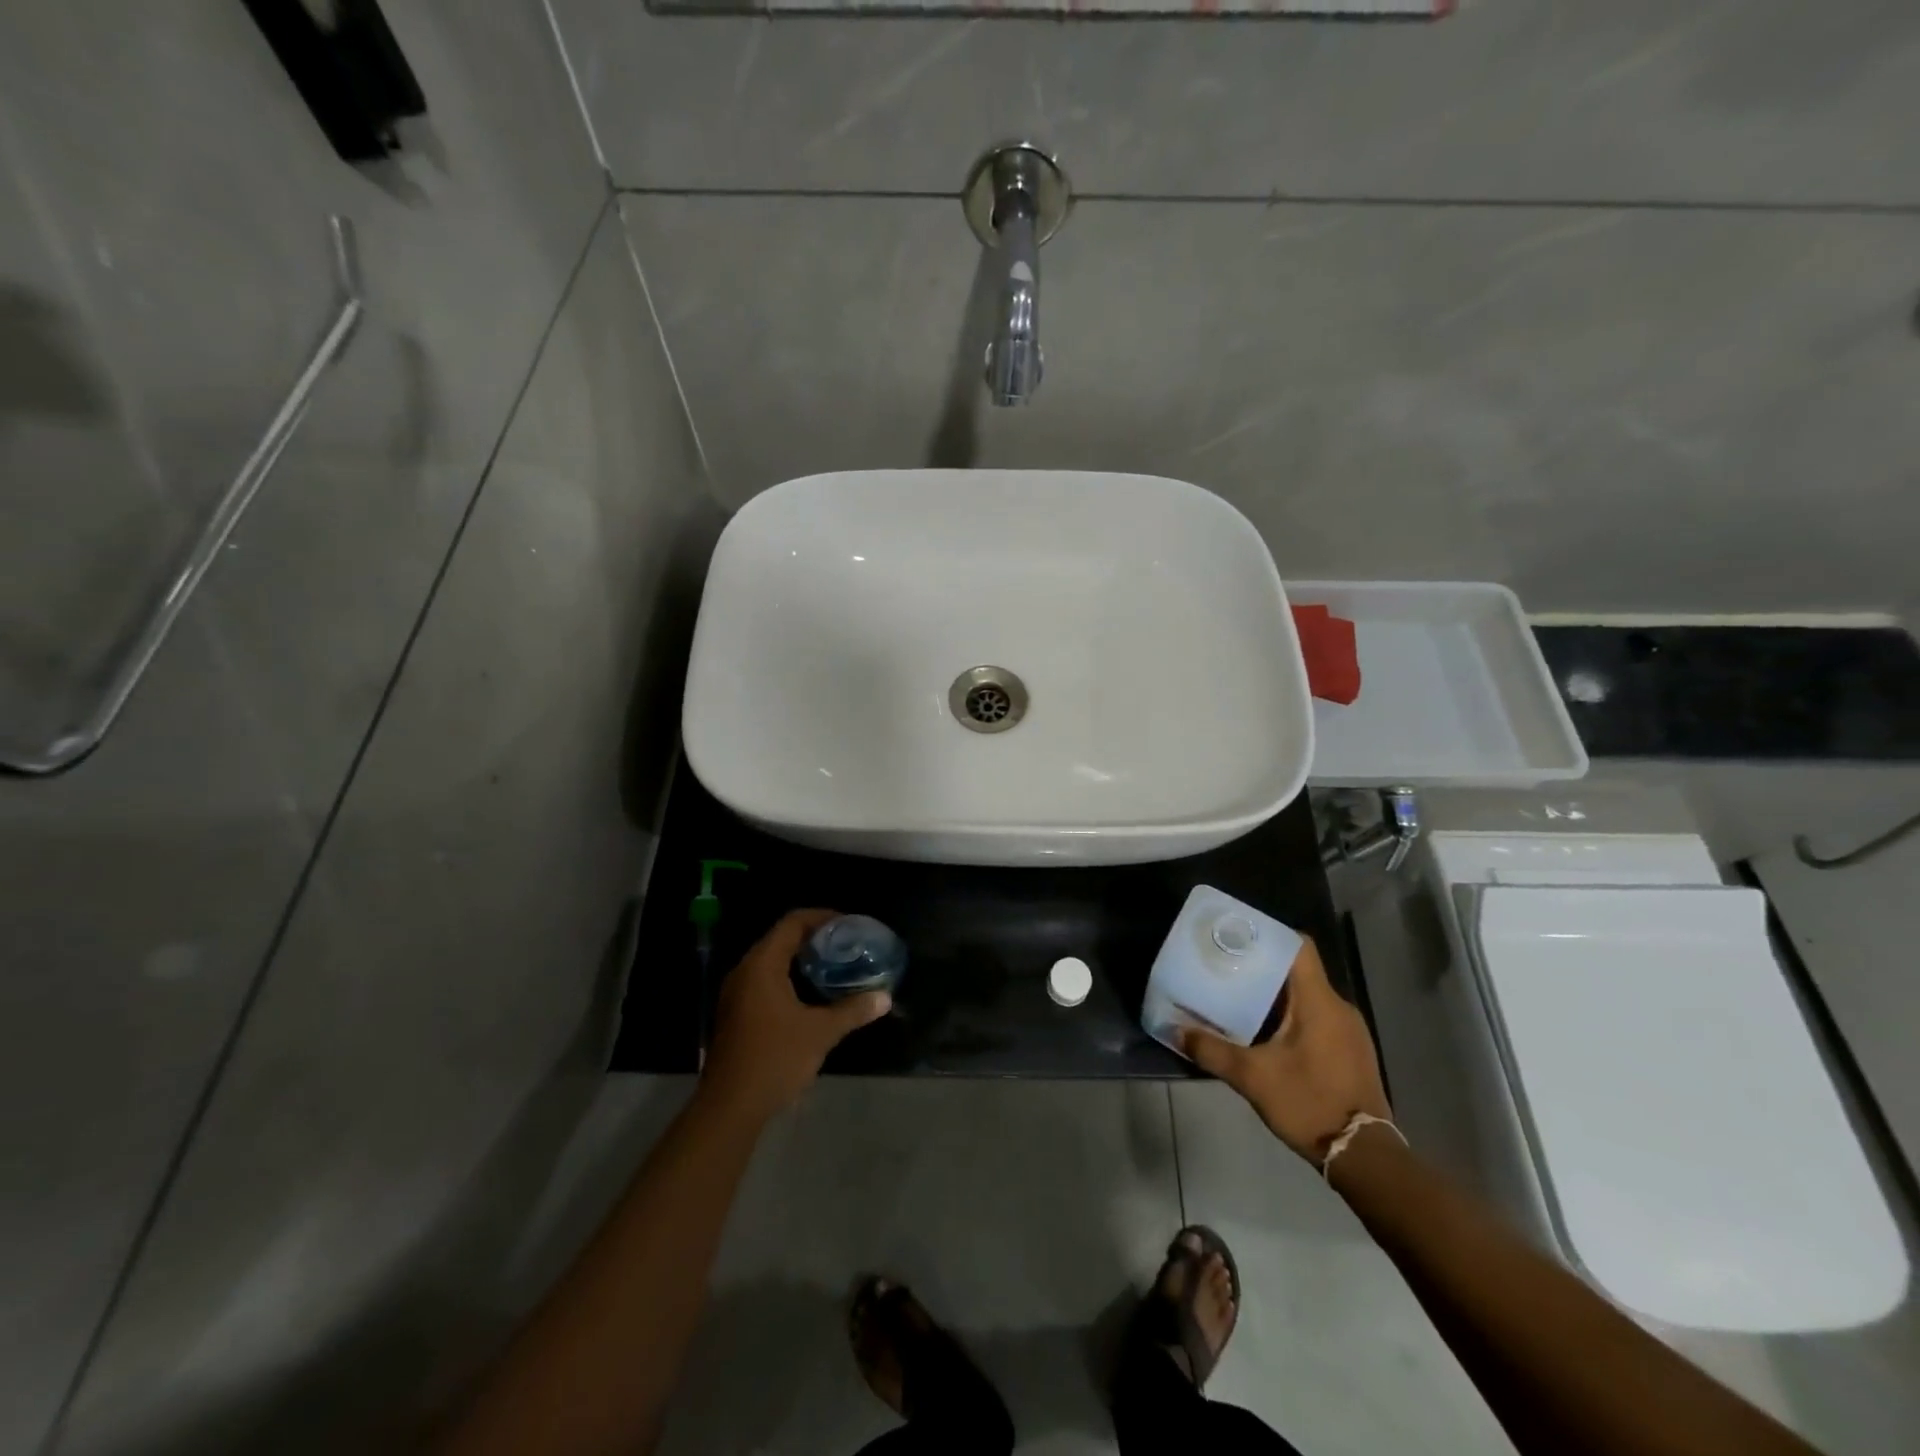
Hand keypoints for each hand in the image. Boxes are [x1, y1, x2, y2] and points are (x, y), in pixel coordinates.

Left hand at [702, 909, 890, 1122]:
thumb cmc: (774, 1059)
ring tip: (834, 966)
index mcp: (762, 965)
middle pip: (781, 938)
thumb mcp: (820, 1033)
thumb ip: (852, 1010)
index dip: (822, 917)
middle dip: (814, 938)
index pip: (792, 923)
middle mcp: (745, 971)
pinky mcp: (736, 1013)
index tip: (849, 924)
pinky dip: (789, 977)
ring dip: (801, 959)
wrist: (729, 1108)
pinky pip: (765, 980)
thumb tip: (885, 997)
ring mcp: (737, 993)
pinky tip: (811, 995)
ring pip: (772, 961)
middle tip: (846, 945)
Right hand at [1181, 936, 1390, 1164]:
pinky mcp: (1351, 1052)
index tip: (1237, 937)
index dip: (1268, 935)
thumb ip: (1211, 1051)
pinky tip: (1267, 1034)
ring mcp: (1349, 1031)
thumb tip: (1175, 1031)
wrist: (1365, 1157)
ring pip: (1307, 997)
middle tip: (1226, 969)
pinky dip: (1291, 1017)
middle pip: (1298, 971)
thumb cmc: (1310, 1103)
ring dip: (1276, 995)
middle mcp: (1339, 1007)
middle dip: (1262, 967)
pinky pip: (1317, 1018)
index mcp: (1319, 1001)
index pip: (1298, 946)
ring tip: (1240, 999)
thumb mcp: (1252, 1078)